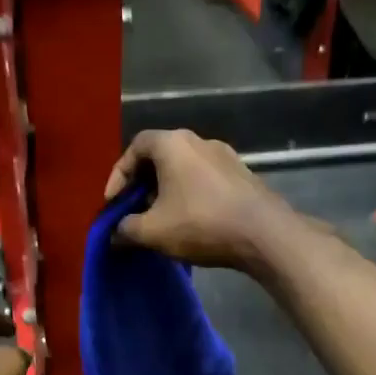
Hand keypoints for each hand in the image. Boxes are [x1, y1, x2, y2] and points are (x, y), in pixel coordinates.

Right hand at [103, 129, 294, 271]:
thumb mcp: (153, 231)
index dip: (118, 175)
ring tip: (161, 219)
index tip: (113, 203)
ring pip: (184, 169)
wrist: (263, 233)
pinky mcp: (242, 175)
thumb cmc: (200, 223)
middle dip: (142, 184)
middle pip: (160, 156)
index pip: (135, 147)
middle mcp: (199, 141)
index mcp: (172, 144)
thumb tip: (114, 234)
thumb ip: (126, 229)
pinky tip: (190, 221)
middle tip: (135, 211)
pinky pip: (205, 180)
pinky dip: (190, 195)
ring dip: (167, 191)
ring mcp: (225, 156)